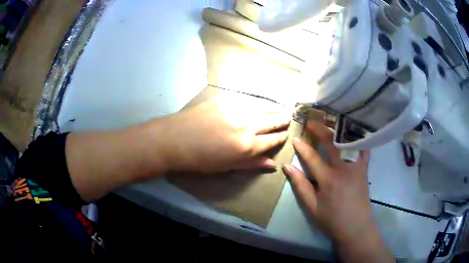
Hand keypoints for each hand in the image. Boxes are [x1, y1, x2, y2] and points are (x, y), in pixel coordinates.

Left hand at [153, 101, 290, 172]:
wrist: (174, 139)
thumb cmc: (200, 159)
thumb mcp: (227, 166)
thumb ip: (251, 164)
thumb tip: (272, 164)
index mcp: (247, 146)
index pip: (271, 141)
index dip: (281, 138)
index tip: (286, 135)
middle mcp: (246, 126)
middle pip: (271, 122)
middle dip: (282, 121)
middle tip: (289, 119)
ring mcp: (236, 110)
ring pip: (262, 109)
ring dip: (274, 110)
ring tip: (281, 110)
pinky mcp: (226, 100)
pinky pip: (248, 102)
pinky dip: (258, 104)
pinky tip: (261, 104)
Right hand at [282, 121, 371, 243]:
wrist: (356, 226)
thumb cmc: (332, 219)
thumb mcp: (312, 207)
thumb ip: (300, 186)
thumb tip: (288, 167)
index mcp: (328, 179)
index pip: (313, 158)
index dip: (302, 147)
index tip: (295, 138)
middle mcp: (344, 168)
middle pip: (331, 143)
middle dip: (320, 130)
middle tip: (311, 122)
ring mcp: (356, 167)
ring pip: (348, 142)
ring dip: (338, 130)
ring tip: (331, 121)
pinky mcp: (364, 169)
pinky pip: (363, 149)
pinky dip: (358, 138)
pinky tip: (354, 131)